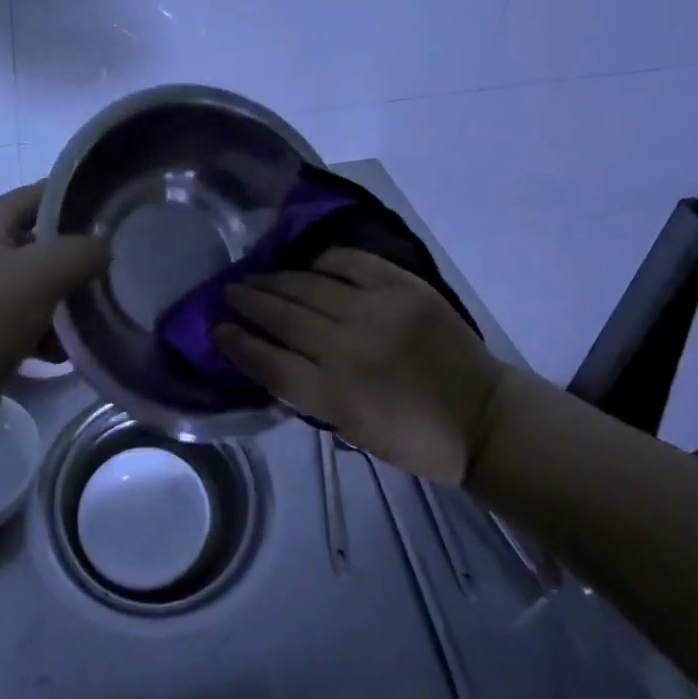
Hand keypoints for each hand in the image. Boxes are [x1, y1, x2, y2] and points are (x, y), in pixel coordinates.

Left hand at [0, 183, 108, 394]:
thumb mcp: (39, 275)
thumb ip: (79, 251)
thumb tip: (103, 247)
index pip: (29, 197)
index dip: (67, 195)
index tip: (108, 208)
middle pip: (34, 245)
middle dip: (72, 255)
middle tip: (112, 265)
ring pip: (33, 289)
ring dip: (63, 302)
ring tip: (94, 316)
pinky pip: (23, 327)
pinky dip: (46, 336)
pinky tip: (64, 354)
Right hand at [216, 248, 510, 483]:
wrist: (481, 416)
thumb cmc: (416, 438)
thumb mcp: (353, 431)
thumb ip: (311, 394)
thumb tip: (273, 358)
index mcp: (336, 396)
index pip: (270, 364)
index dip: (238, 344)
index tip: (216, 329)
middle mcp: (348, 348)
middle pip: (284, 318)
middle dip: (250, 302)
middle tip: (228, 291)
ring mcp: (376, 311)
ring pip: (309, 286)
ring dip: (276, 280)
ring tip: (255, 274)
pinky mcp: (402, 287)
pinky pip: (351, 263)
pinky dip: (324, 260)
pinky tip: (306, 262)